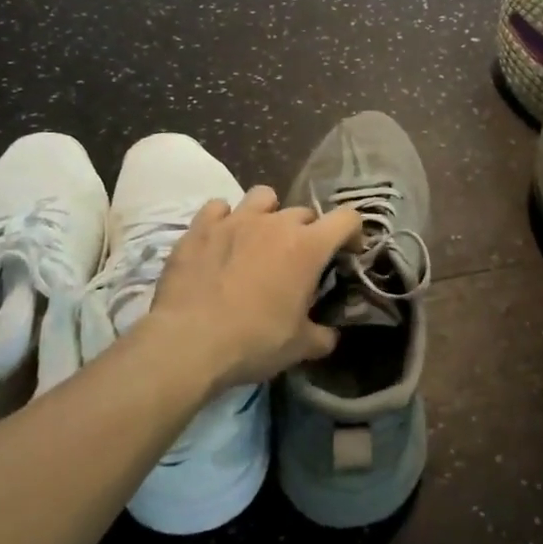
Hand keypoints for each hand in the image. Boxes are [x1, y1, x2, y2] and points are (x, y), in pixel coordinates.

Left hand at [147, 187, 363, 394]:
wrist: (189, 343)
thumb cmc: (254, 341)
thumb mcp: (300, 347)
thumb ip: (323, 335)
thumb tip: (330, 335)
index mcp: (308, 247)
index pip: (347, 218)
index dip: (352, 233)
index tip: (346, 253)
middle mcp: (276, 223)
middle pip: (304, 212)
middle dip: (308, 232)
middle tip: (298, 260)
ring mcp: (236, 220)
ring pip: (263, 196)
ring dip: (269, 213)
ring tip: (261, 237)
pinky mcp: (200, 227)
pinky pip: (219, 207)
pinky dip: (225, 218)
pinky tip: (221, 239)